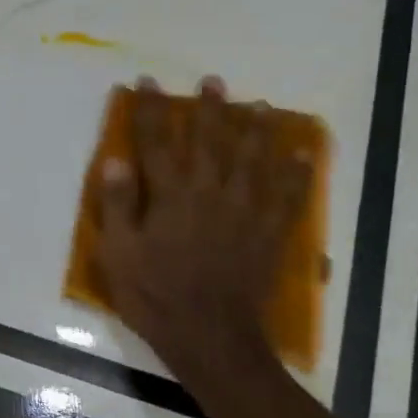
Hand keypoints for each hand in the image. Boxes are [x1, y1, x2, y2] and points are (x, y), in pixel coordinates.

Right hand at [94, 76, 309, 375]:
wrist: (209, 335)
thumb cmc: (154, 295)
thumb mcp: (119, 254)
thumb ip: (118, 205)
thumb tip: (115, 160)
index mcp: (171, 196)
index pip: (157, 143)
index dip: (150, 111)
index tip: (146, 83)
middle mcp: (210, 193)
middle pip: (210, 142)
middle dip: (209, 109)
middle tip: (213, 82)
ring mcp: (244, 213)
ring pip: (253, 161)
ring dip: (256, 130)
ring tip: (259, 106)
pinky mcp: (268, 234)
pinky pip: (288, 197)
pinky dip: (296, 174)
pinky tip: (301, 156)